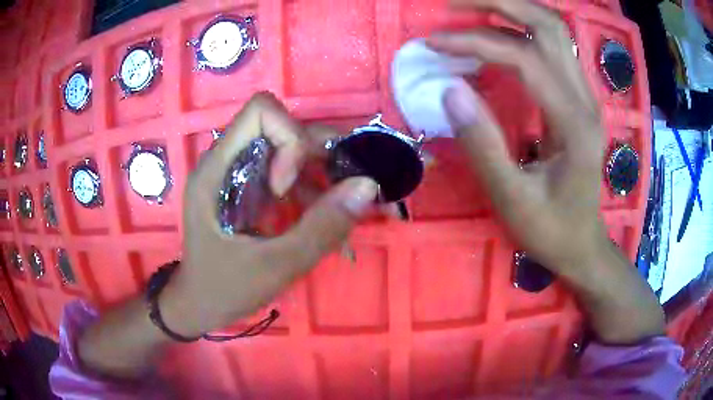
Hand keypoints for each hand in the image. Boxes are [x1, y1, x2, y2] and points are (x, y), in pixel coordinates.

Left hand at [161, 93, 377, 335]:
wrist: (201, 305)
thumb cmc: (225, 288)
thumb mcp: (275, 266)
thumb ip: (322, 228)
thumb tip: (368, 185)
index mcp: (218, 169)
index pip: (261, 112)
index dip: (288, 138)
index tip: (287, 188)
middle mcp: (229, 161)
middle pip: (283, 129)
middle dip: (320, 156)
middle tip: (343, 192)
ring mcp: (242, 175)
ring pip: (293, 152)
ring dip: (325, 177)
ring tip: (344, 214)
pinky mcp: (254, 190)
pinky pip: (292, 176)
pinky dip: (317, 195)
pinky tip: (330, 226)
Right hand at [429, 0, 604, 277]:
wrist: (583, 244)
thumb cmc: (551, 229)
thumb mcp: (512, 200)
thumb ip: (482, 145)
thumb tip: (449, 90)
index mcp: (574, 124)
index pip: (525, 58)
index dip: (476, 42)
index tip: (435, 44)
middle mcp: (586, 98)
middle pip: (548, 25)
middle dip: (498, 3)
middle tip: (452, 5)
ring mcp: (585, 94)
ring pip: (552, 30)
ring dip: (510, 11)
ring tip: (467, 11)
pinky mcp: (578, 98)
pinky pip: (551, 48)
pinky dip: (519, 31)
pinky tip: (493, 36)